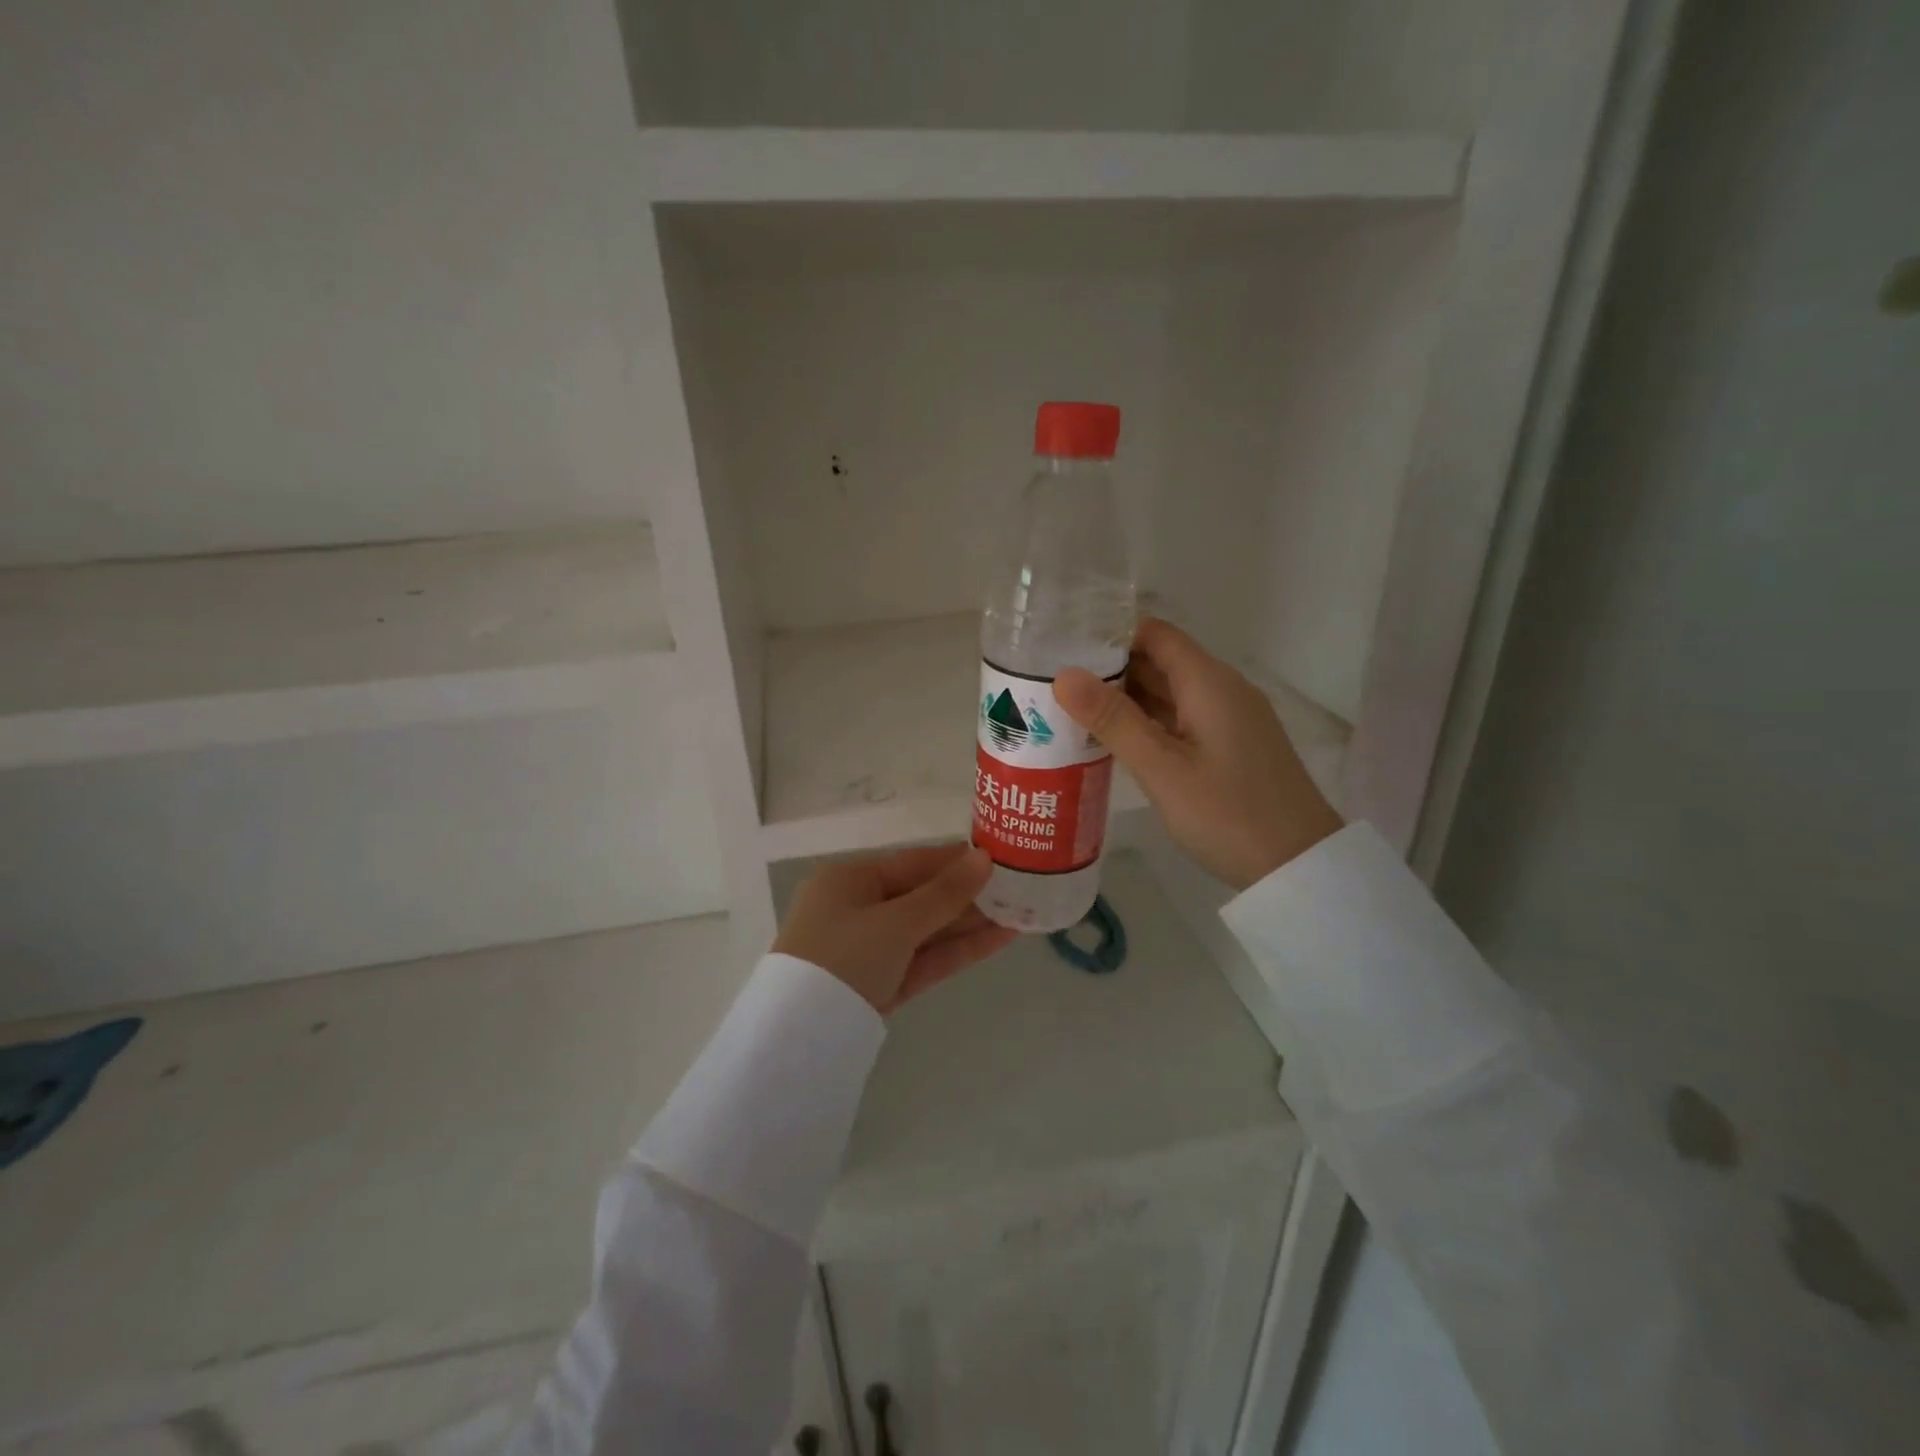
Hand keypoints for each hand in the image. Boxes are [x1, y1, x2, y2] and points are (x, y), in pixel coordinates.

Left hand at [773, 845, 1017, 1013]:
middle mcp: (857, 908)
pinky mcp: (882, 983)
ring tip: (1022, 911)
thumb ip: (944, 893)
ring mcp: (870, 949)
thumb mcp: (896, 921)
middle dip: (969, 894)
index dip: (956, 859)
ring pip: (927, 929)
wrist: (800, 1037)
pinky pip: (924, 958)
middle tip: (1020, 887)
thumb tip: (984, 859)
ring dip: (971, 923)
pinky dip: (958, 950)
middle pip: (922, 895)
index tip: (999, 856)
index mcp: (849, 879)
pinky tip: (1000, 939)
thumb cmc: (843, 956)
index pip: (912, 862)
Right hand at [1055, 617, 1343, 889]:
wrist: (1300, 866)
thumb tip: (1064, 675)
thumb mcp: (1162, 768)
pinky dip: (1147, 723)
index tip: (1063, 646)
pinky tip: (1115, 741)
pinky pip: (1181, 719)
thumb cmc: (1228, 814)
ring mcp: (1230, 719)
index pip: (1155, 633)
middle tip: (1053, 682)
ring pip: (1169, 693)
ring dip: (1126, 699)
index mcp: (1208, 682)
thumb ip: (1113, 719)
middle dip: (1110, 668)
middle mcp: (1222, 689)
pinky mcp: (1231, 746)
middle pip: (1161, 661)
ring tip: (1071, 709)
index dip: (1110, 634)